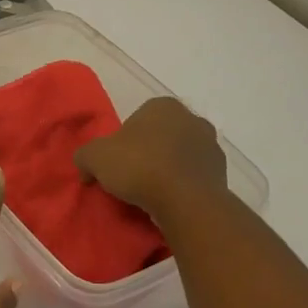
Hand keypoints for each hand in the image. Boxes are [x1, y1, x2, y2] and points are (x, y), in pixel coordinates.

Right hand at [75, 98, 230, 220]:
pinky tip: (169, 201)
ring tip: (150, 193)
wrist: (185, 200)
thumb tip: (86, 170)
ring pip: (180, 156)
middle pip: (161, 136)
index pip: (137, 119)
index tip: (116, 162)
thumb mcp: (94, 157)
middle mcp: (192, 119)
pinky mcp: (222, 173)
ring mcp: (211, 146)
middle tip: (131, 176)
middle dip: (148, 152)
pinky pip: (194, 177)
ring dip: (167, 168)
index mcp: (163, 106)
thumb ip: (85, 157)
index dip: (123, 141)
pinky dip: (182, 185)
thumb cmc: (139, 166)